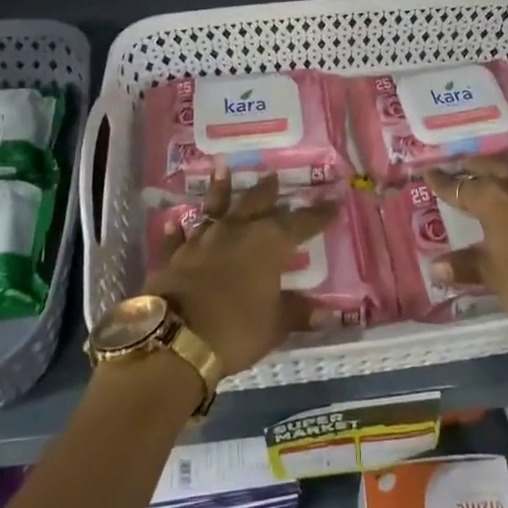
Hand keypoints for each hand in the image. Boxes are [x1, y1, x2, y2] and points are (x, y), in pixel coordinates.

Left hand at [146, 168, 339, 377]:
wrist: (175, 338)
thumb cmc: (236, 329)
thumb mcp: (275, 326)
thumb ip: (298, 313)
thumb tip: (326, 313)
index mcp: (268, 243)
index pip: (300, 223)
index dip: (318, 214)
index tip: (333, 201)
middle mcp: (236, 231)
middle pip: (256, 204)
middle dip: (268, 191)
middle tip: (273, 175)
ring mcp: (202, 240)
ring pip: (215, 208)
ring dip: (220, 189)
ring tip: (222, 168)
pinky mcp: (174, 256)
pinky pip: (178, 238)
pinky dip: (177, 230)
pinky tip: (174, 221)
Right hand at [426, 155, 507, 342]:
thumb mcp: (493, 276)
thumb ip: (466, 264)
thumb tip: (436, 265)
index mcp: (494, 199)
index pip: (461, 187)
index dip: (443, 183)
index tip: (429, 174)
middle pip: (493, 167)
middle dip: (475, 166)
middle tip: (462, 166)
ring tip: (499, 166)